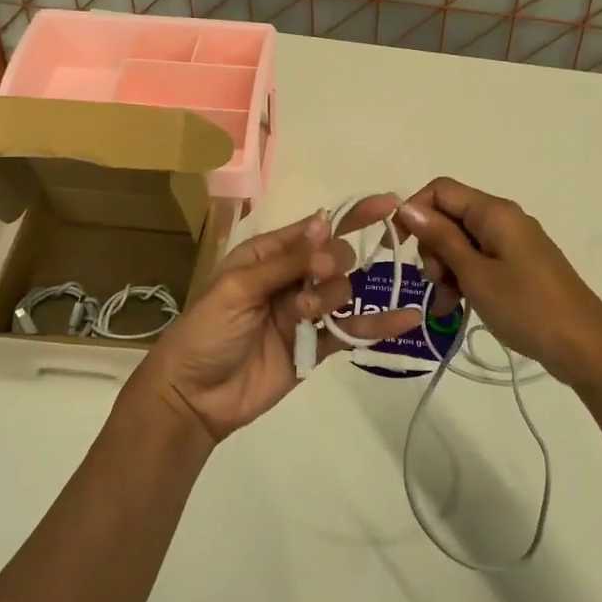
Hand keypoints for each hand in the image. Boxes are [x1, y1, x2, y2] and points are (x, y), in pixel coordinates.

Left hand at [131, 198, 422, 443]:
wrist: (195, 396)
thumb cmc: (207, 331)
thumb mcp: (239, 287)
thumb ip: (286, 261)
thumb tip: (325, 223)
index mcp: (267, 255)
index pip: (315, 229)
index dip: (351, 215)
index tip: (388, 205)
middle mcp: (290, 278)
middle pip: (335, 258)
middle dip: (333, 263)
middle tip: (317, 277)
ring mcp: (305, 313)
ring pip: (343, 292)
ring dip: (333, 297)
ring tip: (305, 315)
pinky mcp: (316, 346)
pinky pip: (352, 330)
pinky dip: (378, 325)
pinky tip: (406, 317)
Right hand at [396, 177, 601, 387]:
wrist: (585, 347)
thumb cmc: (527, 307)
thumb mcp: (475, 274)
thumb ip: (441, 238)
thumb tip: (408, 207)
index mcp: (494, 213)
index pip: (440, 190)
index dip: (414, 211)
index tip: (398, 245)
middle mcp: (503, 219)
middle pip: (449, 217)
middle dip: (432, 248)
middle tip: (436, 282)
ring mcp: (512, 244)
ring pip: (461, 243)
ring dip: (445, 270)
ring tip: (447, 304)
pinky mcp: (518, 266)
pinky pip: (479, 262)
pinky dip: (464, 279)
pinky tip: (457, 307)